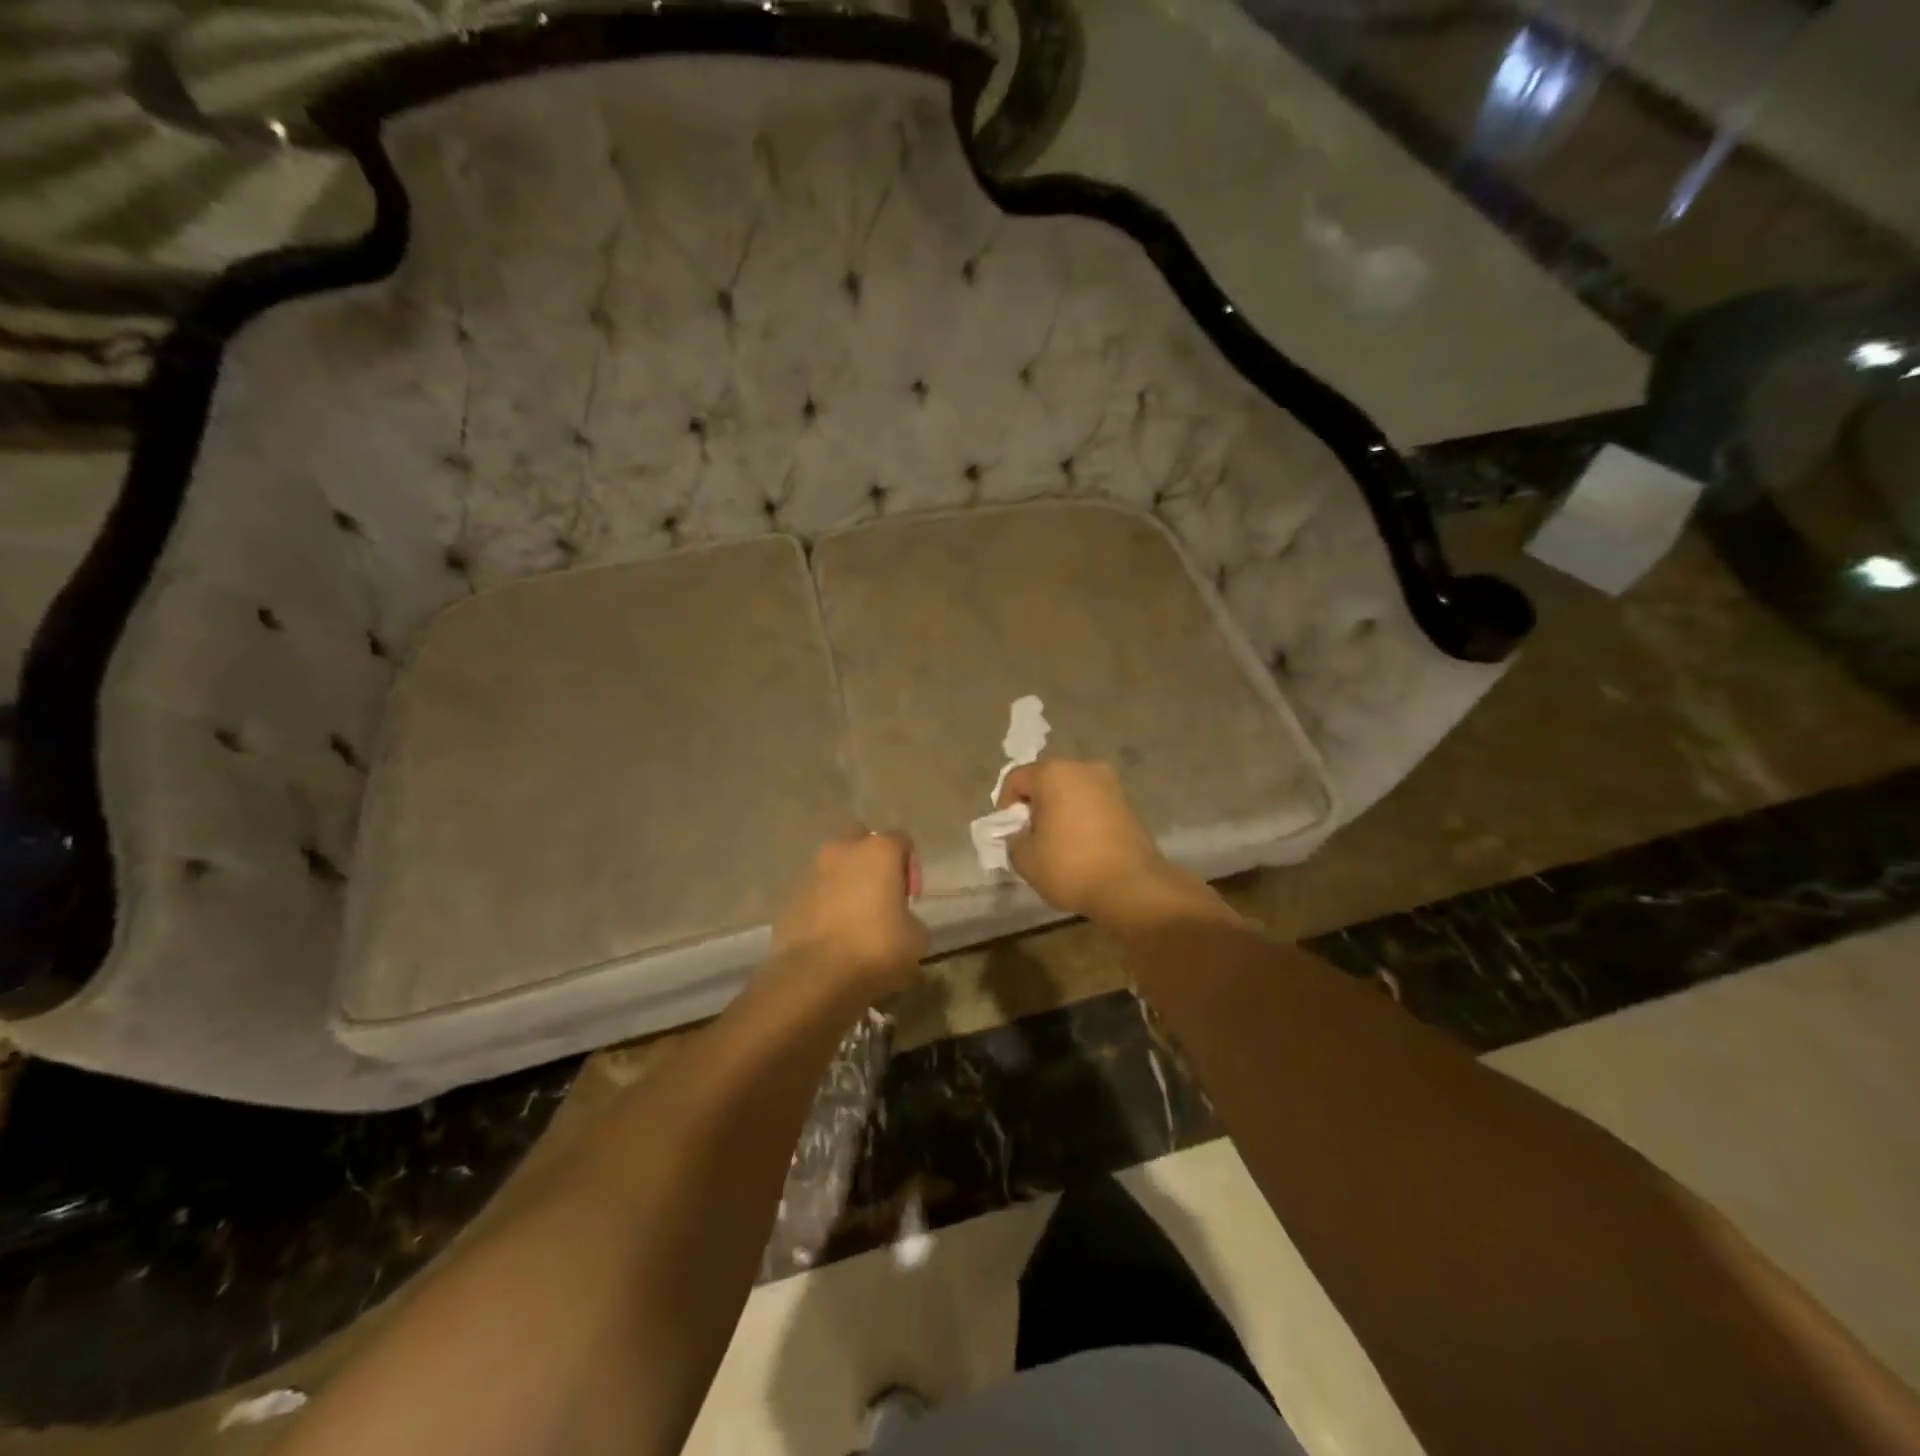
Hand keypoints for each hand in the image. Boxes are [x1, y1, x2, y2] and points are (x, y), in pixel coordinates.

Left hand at [769, 829, 927, 1001]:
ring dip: (845, 883)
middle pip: (860, 841)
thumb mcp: (916, 939)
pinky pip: (814, 893)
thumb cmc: (875, 950)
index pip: (902, 841)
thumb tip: (898, 921)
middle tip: (881, 896)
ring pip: (833, 866)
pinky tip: (831, 936)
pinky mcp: (788, 899)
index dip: (911, 868)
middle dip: (871, 862)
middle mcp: (841, 851)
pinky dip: (824, 905)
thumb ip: (910, 918)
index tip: (910, 898)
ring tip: (854, 920)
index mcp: (878, 851)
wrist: (814, 979)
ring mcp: (810, 873)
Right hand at [996, 760, 1195, 922]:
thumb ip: (1013, 838)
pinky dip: (1081, 817)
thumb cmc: (1070, 866)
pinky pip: (1092, 803)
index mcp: (1053, 773)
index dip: (1004, 806)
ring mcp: (1110, 783)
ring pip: (1071, 791)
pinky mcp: (1128, 802)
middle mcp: (1083, 767)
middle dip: (1034, 805)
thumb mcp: (1024, 857)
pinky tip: (1080, 844)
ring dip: (1059, 810)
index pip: (1015, 779)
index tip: (1008, 834)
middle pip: (1046, 780)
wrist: (1131, 886)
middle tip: (1030, 836)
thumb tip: (1021, 833)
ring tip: (1056, 842)